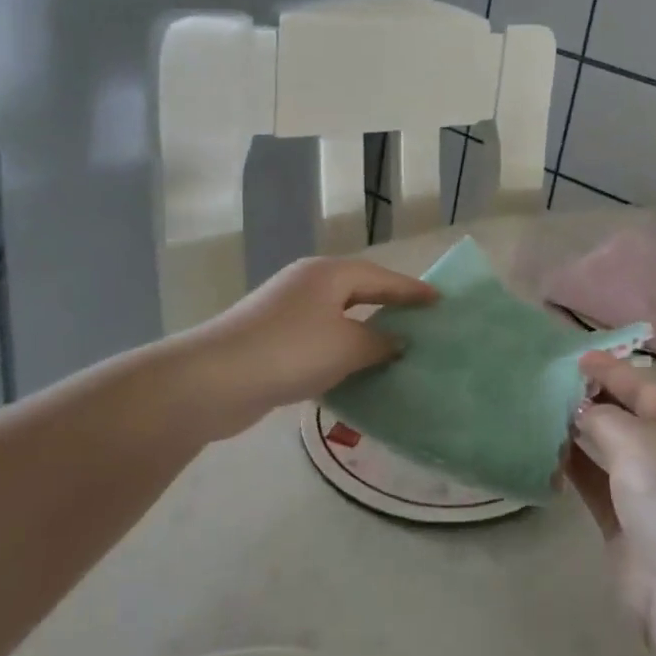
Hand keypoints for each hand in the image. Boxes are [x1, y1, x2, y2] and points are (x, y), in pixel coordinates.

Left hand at [183, 256, 437, 438]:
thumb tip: (397, 342)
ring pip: (338, 319)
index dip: (413, 290)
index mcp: (328, 275)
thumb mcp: (347, 346)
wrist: (215, 381)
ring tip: (396, 350)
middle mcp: (307, 286)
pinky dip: (341, 353)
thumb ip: (380, 342)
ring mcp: (286, 313)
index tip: (440, 301)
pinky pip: (320, 342)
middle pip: (360, 292)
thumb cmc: (291, 351)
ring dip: (365, 334)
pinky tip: (355, 373)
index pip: (382, 278)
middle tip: (422, 323)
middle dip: (390, 307)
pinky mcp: (273, 342)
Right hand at [567, 351, 655, 626]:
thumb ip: (603, 417)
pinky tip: (548, 453)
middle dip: (594, 402)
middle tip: (552, 384)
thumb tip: (582, 413)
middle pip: (630, 418)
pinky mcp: (631, 525)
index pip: (646, 388)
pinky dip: (576, 470)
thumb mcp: (637, 439)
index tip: (576, 358)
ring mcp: (655, 492)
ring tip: (543, 413)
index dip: (611, 372)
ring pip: (612, 453)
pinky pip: (599, 486)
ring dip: (581, 435)